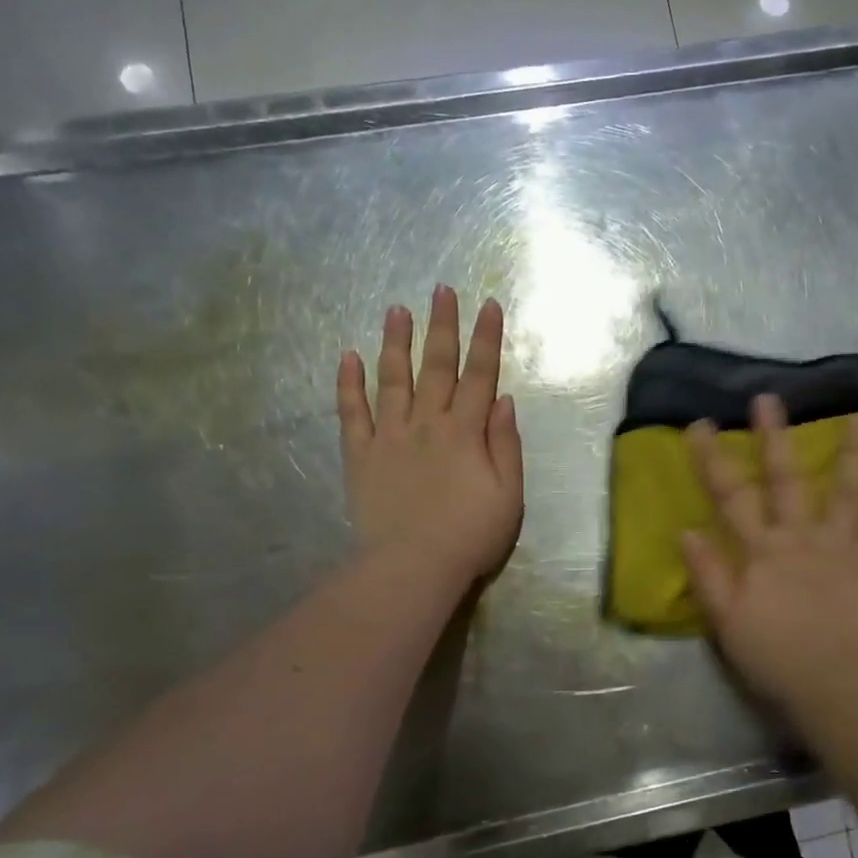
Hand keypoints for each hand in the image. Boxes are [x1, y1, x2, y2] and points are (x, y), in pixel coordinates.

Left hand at [337, 286, 523, 586]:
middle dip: (442, 326)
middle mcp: (427, 423)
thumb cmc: (471, 535)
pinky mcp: (360, 455)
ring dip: (395, 342)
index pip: (479, 375)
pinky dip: (349, 384)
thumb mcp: (509, 495)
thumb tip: (503, 400)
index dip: (486, 339)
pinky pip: (352, 413)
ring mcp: (389, 436)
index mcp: (465, 432)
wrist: (413, 567)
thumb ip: (506, 445)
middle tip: (441, 290)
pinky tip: (348, 356)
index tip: (488, 305)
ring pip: (393, 379)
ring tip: (396, 309)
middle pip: (436, 366)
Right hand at [681, 394, 857, 709]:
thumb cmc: (772, 655)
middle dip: (773, 438)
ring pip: (846, 491)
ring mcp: (839, 547)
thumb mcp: (726, 620)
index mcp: (760, 551)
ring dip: (853, 452)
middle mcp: (799, 537)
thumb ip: (708, 574)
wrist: (831, 683)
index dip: (713, 460)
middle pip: (785, 480)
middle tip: (768, 399)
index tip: (700, 425)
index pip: (730, 497)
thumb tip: (687, 530)